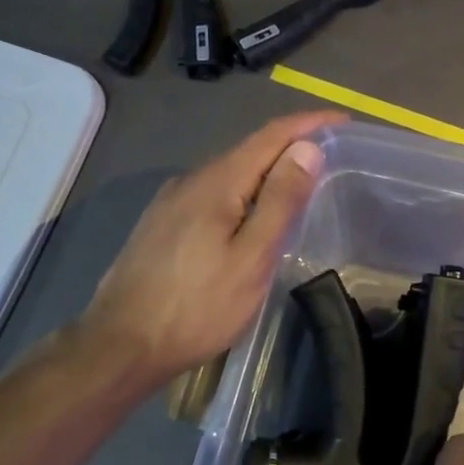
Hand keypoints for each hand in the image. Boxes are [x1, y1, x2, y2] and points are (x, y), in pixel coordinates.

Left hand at [80, 110, 344, 385]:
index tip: (342, 120)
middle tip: (330, 154)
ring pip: (229, 172)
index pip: (271, 135)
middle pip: (249, 149)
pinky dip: (243, 190)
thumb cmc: (196, 307)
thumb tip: (307, 148)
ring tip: (299, 182)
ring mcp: (172, 201)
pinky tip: (251, 212)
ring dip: (266, 169)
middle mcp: (192, 180)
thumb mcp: (251, 258)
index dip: (309, 123)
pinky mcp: (162, 223)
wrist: (120, 344)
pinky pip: (213, 192)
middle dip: (291, 144)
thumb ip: (280, 201)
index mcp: (217, 182)